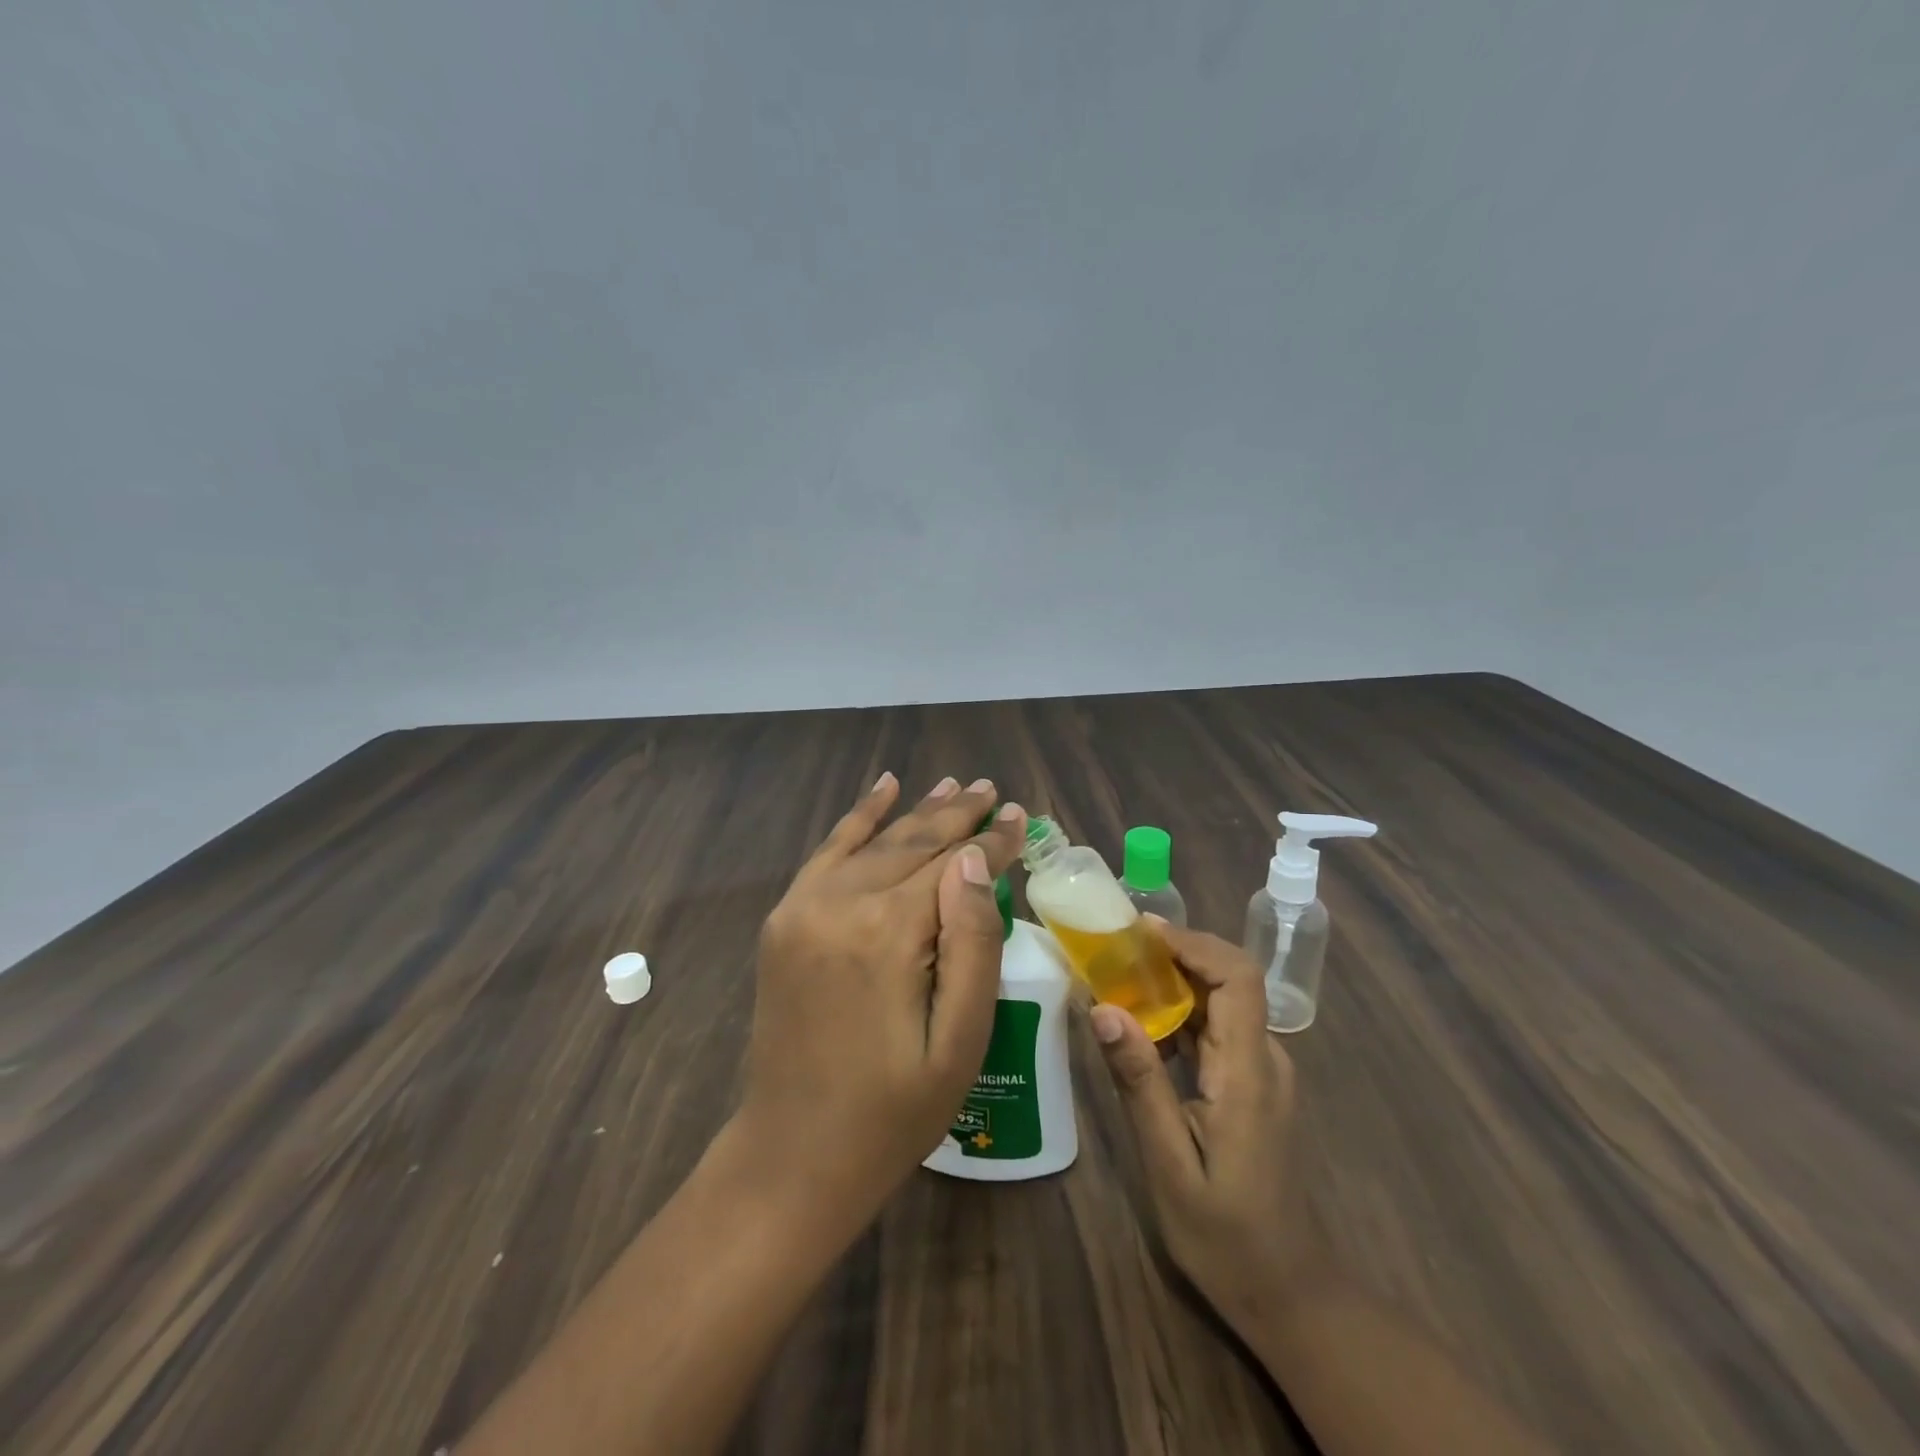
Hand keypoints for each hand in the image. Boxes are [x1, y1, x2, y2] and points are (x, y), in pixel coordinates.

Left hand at [737, 773, 1027, 1219]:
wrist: (792, 1154)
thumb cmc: (894, 1111)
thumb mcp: (959, 1041)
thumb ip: (973, 942)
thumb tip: (976, 859)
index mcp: (888, 934)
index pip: (952, 865)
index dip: (992, 841)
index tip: (1021, 816)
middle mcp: (840, 904)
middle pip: (912, 843)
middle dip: (958, 815)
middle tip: (992, 790)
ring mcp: (803, 906)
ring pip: (873, 841)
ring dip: (916, 811)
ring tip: (954, 785)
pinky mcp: (784, 919)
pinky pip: (827, 852)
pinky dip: (857, 818)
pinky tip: (883, 788)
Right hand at [1090, 921, 1321, 1340]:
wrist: (1288, 1292)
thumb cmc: (1226, 1236)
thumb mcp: (1169, 1163)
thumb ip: (1140, 1082)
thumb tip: (1104, 1008)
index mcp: (1249, 1072)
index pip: (1238, 978)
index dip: (1193, 943)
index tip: (1140, 932)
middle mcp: (1264, 1058)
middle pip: (1228, 979)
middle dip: (1173, 953)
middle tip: (1114, 948)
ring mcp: (1261, 1070)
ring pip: (1220, 1000)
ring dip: (1172, 979)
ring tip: (1116, 974)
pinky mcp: (1250, 1082)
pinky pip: (1215, 1027)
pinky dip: (1178, 1011)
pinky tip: (1139, 1022)